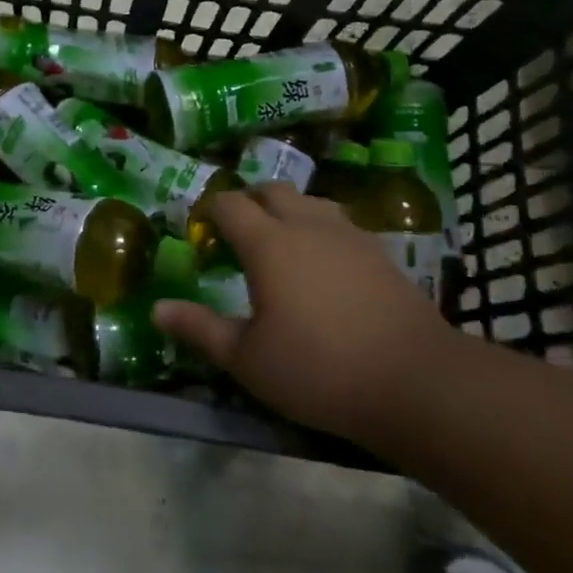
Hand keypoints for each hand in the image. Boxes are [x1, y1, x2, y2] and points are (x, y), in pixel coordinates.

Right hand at [152, 183, 455, 445]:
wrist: (416, 381)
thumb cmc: (318, 369)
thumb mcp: (247, 358)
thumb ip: (199, 329)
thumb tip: (157, 310)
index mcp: (268, 242)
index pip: (229, 203)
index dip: (210, 210)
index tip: (201, 232)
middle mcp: (306, 224)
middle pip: (271, 190)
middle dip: (248, 202)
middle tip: (237, 235)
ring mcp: (348, 234)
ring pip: (309, 201)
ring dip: (287, 211)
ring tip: (280, 245)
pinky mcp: (380, 252)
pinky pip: (339, 223)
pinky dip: (320, 230)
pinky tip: (324, 266)